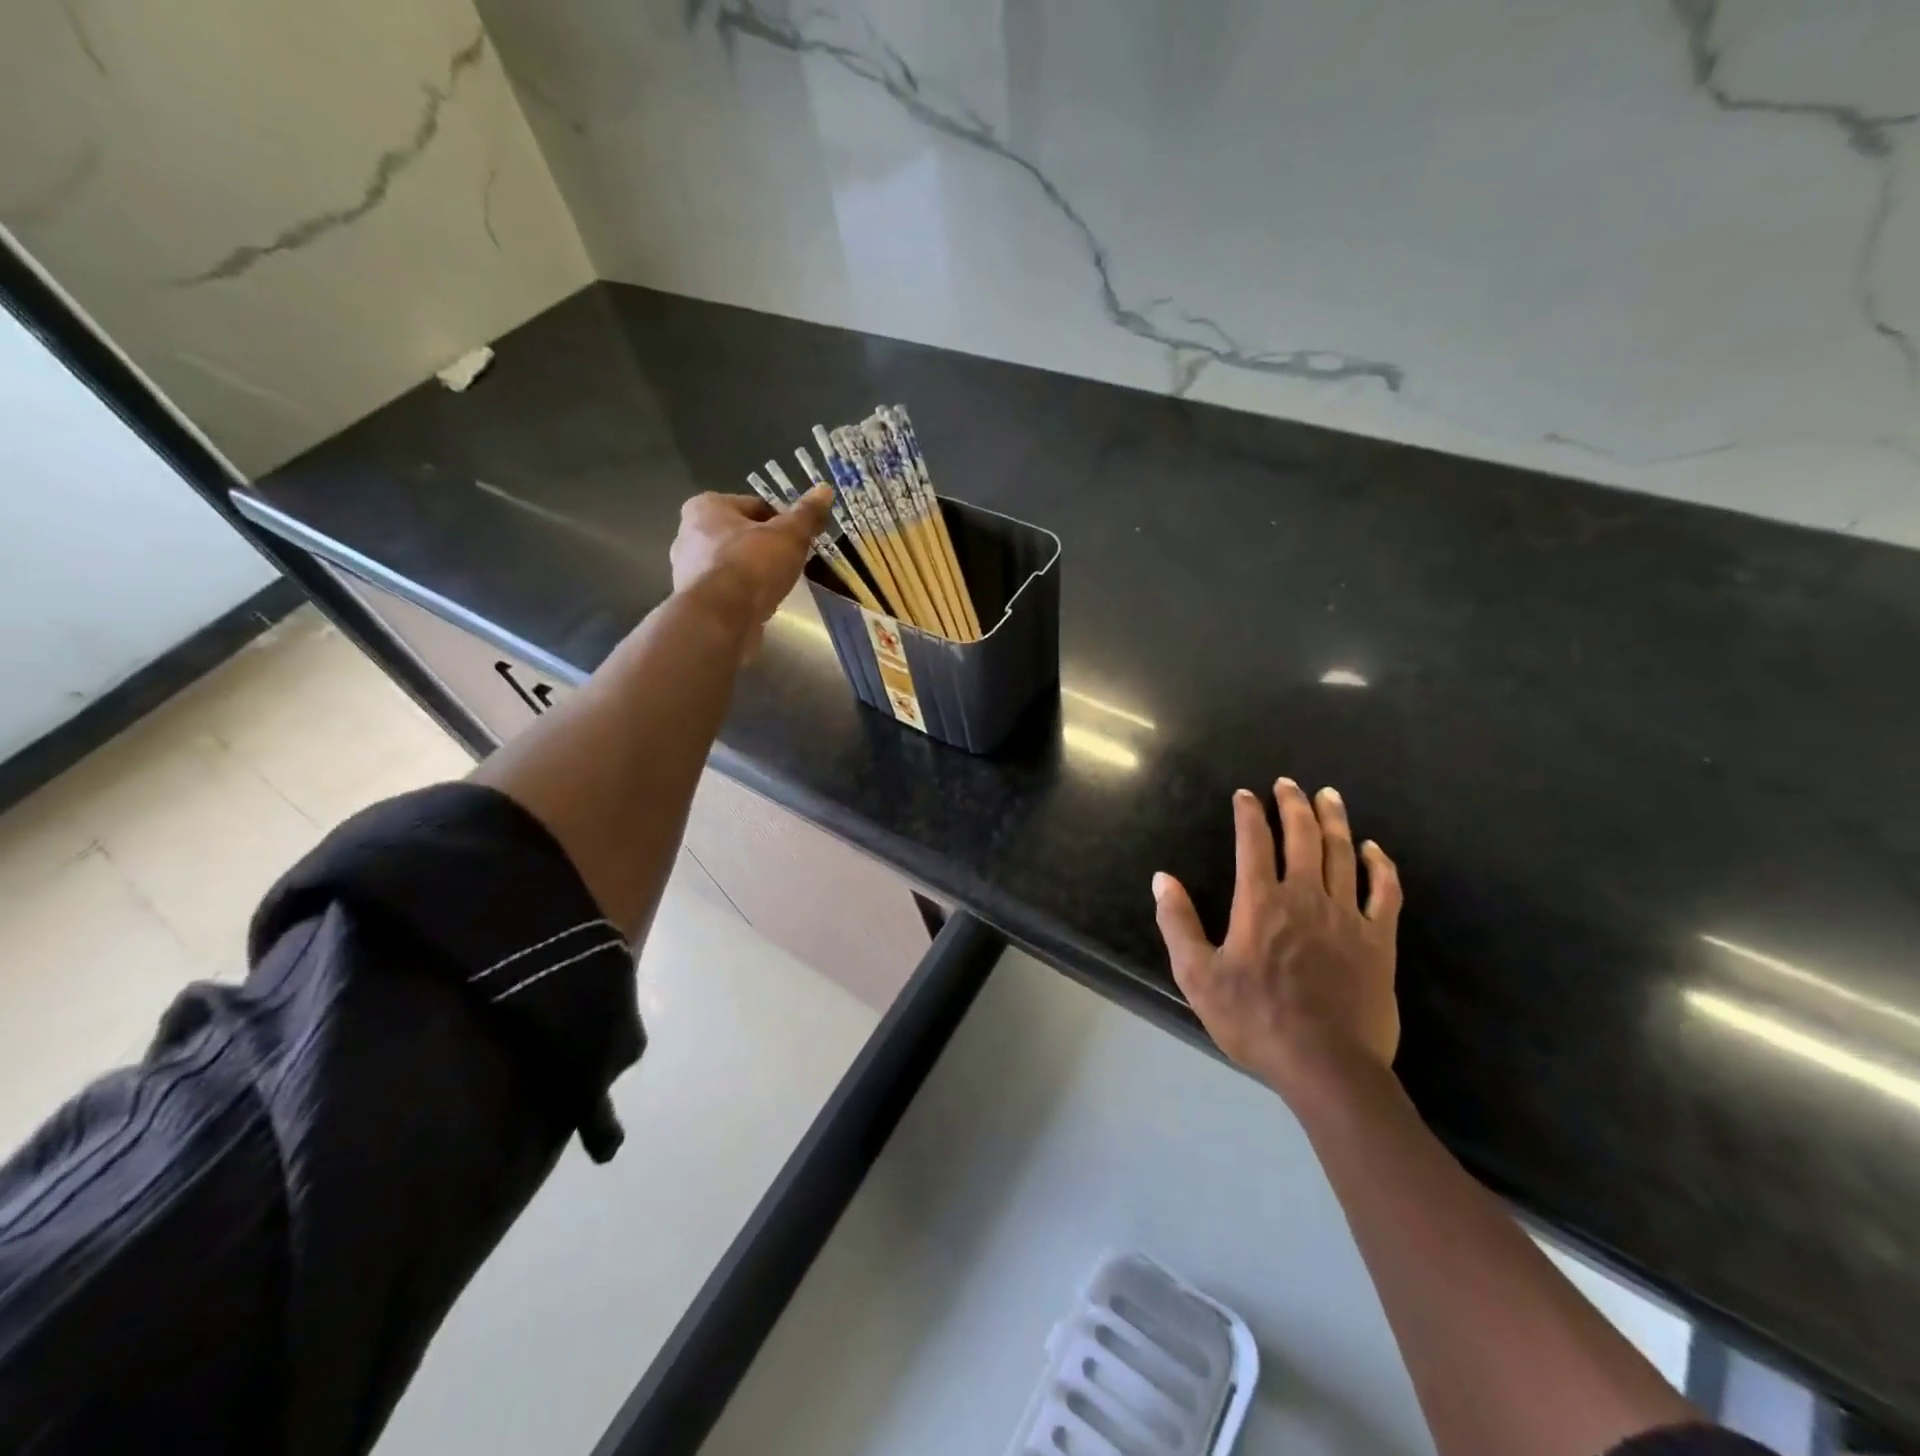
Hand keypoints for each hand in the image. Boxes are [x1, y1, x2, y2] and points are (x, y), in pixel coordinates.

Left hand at [669, 487, 833, 650]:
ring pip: (734, 563)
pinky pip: (727, 589)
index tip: (800, 538)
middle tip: (792, 561)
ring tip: (780, 584)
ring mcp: (688, 570)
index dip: (782, 520)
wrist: (721, 619)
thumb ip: (806, 514)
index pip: (755, 506)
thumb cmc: (752, 566)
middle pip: (742, 534)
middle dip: (767, 546)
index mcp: (706, 507)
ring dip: (755, 571)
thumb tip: (825, 489)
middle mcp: (688, 533)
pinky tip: (762, 603)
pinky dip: (744, 593)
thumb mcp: (789, 535)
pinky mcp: (694, 600)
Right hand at [1152, 778, 1402, 1103]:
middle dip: (1293, 805)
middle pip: (1302, 838)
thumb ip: (1177, 923)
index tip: (1245, 795)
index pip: (1252, 843)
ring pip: (1343, 855)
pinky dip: (1380, 866)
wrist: (1326, 1066)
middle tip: (1288, 783)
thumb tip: (1162, 879)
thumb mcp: (1198, 976)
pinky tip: (1374, 849)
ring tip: (1329, 796)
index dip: (1248, 814)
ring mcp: (1348, 917)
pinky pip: (1385, 893)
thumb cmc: (1255, 1020)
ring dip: (1334, 821)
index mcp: (1260, 903)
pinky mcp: (1379, 941)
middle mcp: (1305, 897)